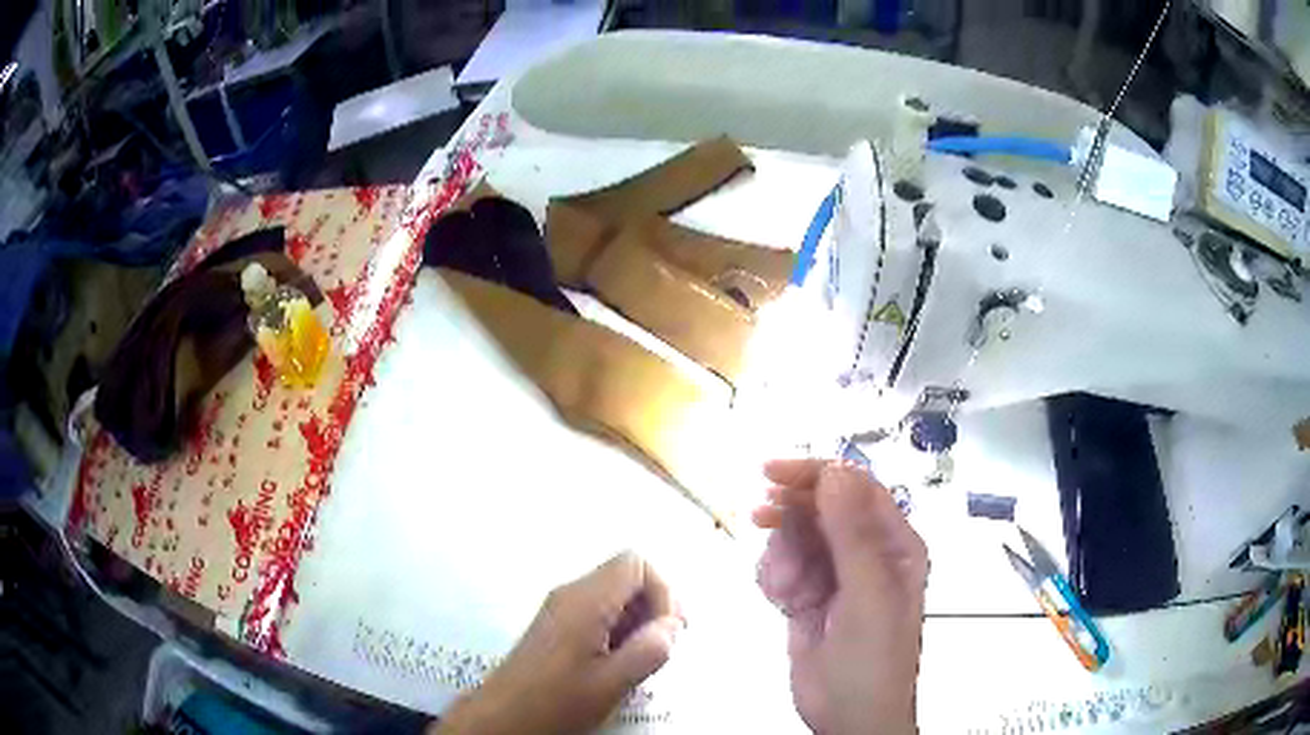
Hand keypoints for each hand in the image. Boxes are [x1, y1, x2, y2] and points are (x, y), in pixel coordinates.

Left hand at [432, 552, 682, 734]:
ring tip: (637, 662)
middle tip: (660, 649)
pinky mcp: (556, 626)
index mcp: (585, 600)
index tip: (667, 631)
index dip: (663, 592)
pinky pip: (598, 613)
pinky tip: (615, 664)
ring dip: (637, 623)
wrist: (502, 717)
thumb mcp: (611, 682)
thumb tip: (672, 625)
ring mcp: (561, 609)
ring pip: (614, 596)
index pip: (636, 564)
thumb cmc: (556, 701)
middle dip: (653, 608)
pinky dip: (618, 631)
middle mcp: (571, 594)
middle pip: (626, 577)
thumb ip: (650, 650)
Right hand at [753, 459, 928, 734]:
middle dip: (792, 515)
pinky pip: (782, 566)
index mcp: (894, 543)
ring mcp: (834, 574)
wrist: (848, 717)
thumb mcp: (867, 597)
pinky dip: (774, 577)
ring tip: (786, 590)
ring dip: (782, 556)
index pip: (857, 487)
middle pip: (822, 508)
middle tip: (760, 516)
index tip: (773, 474)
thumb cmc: (871, 660)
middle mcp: (866, 551)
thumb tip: (833, 473)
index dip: (817, 474)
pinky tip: (781, 600)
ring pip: (796, 537)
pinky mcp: (807, 595)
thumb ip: (852, 535)